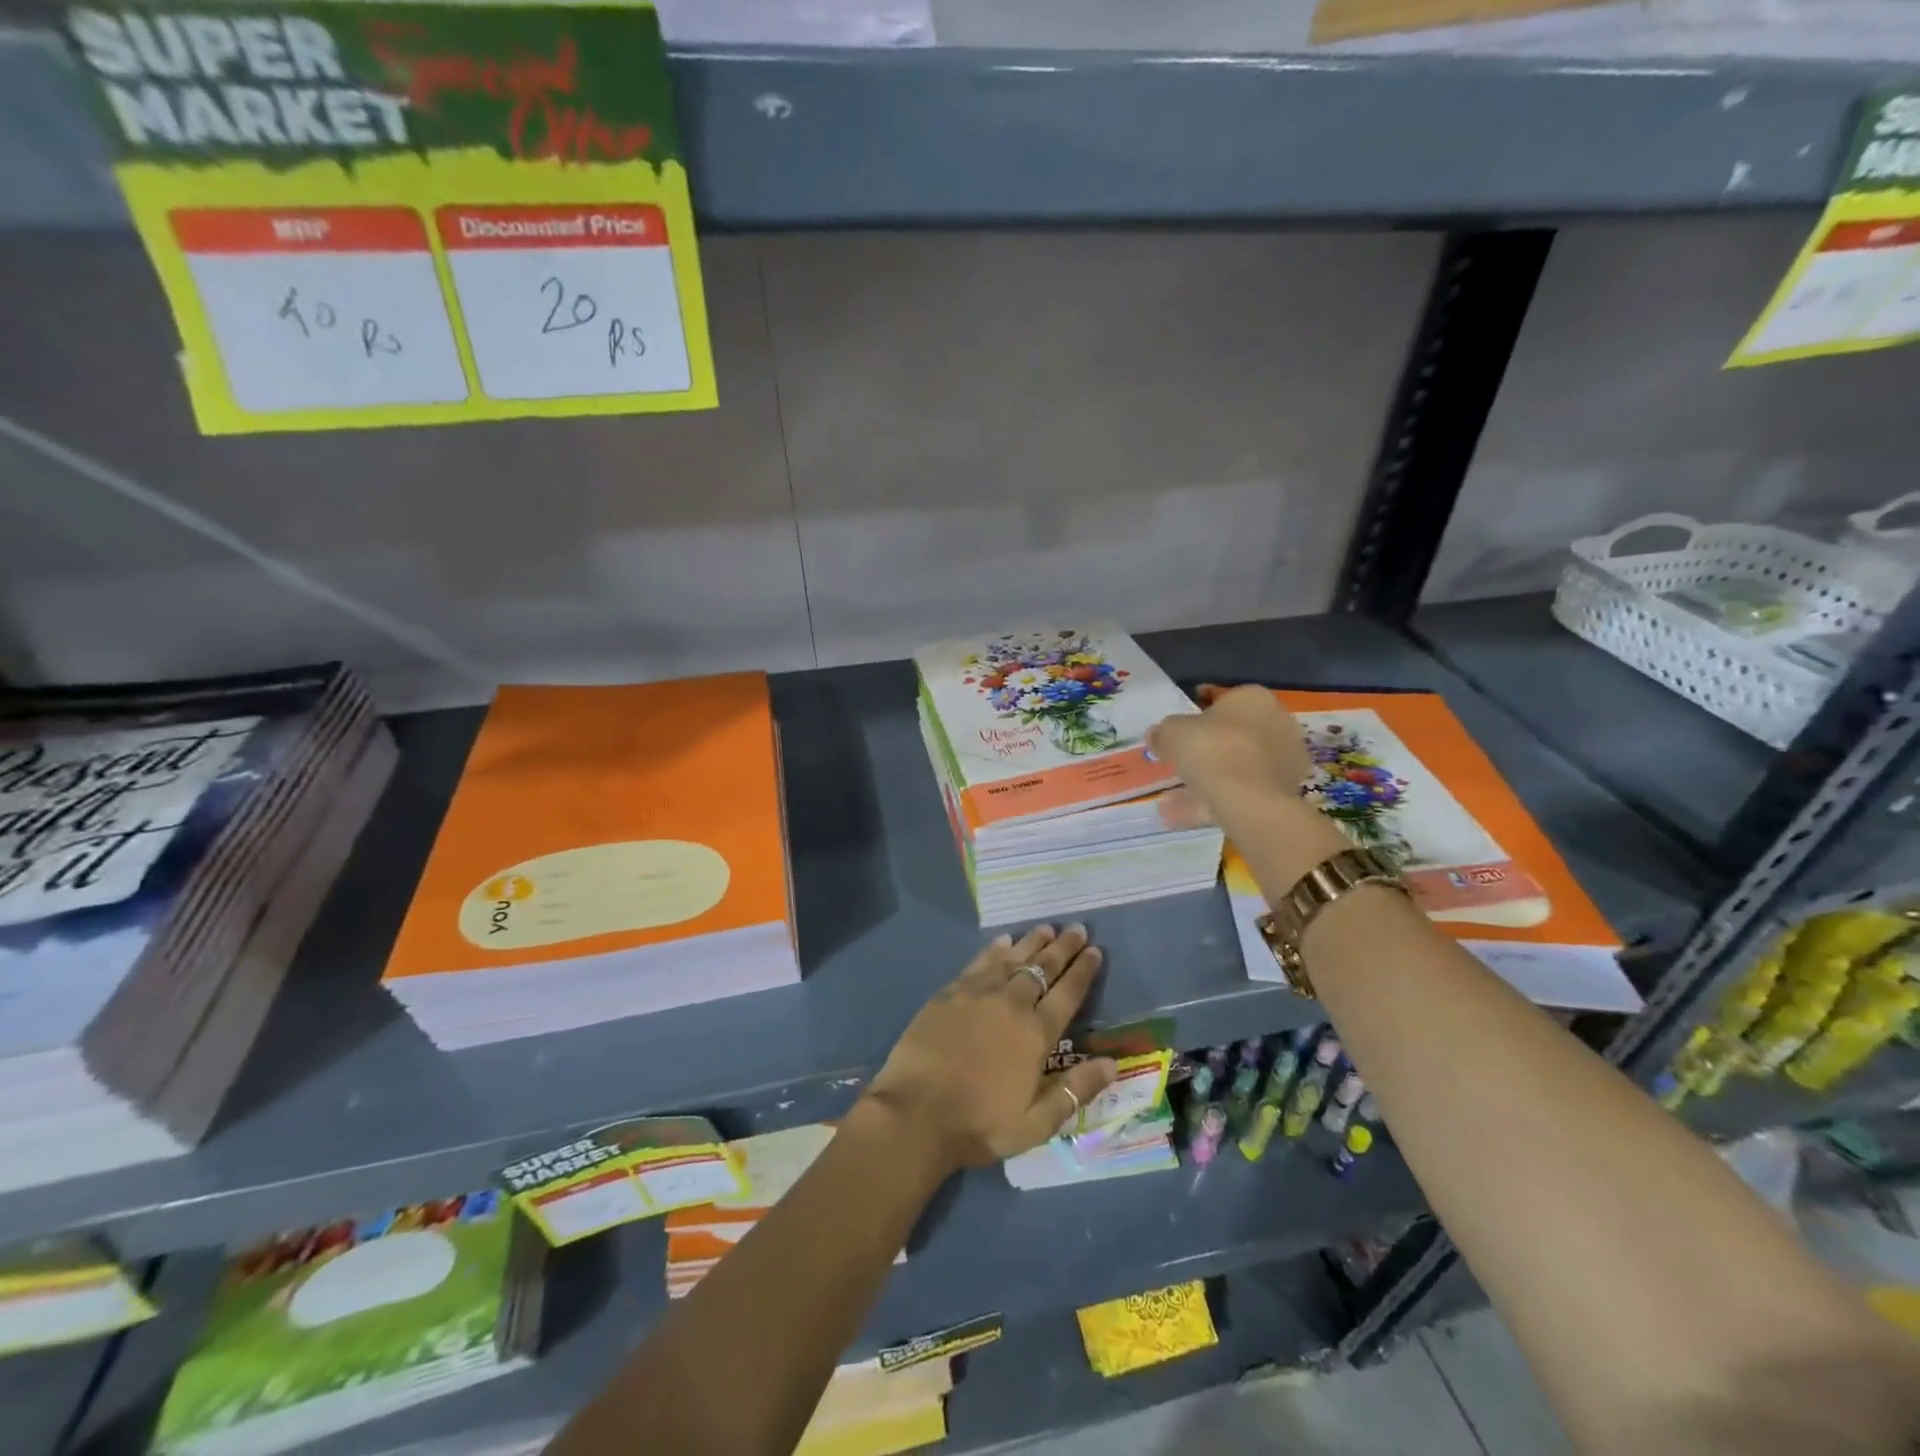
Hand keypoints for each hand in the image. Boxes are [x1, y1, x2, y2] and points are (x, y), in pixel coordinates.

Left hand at [862, 925, 1115, 1170]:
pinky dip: (995, 949)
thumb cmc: (979, 1124)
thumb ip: (1075, 1090)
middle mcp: (1011, 1004)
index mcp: (1036, 1034)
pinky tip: (1003, 941)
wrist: (916, 1113)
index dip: (1083, 970)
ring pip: (1012, 959)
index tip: (1095, 950)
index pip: (1068, 993)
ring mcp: (978, 994)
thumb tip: (1113, 1064)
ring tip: (1046, 928)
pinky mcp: (949, 993)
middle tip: (1077, 929)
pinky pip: (979, 962)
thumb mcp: (1037, 1123)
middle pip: (1043, 968)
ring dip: (1032, 942)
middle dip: (1063, 947)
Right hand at [1148, 683, 1312, 834]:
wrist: (1248, 800)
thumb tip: (1157, 735)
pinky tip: (1183, 813)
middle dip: (1206, 746)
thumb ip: (1163, 732)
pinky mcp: (1282, 792)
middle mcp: (1277, 723)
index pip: (1223, 698)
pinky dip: (1212, 800)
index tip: (1177, 728)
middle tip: (1179, 759)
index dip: (1196, 711)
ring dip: (1208, 777)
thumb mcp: (1172, 733)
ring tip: (1174, 795)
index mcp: (1254, 698)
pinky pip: (1240, 792)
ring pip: (1237, 766)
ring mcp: (1284, 760)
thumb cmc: (1211, 750)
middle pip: (1234, 733)